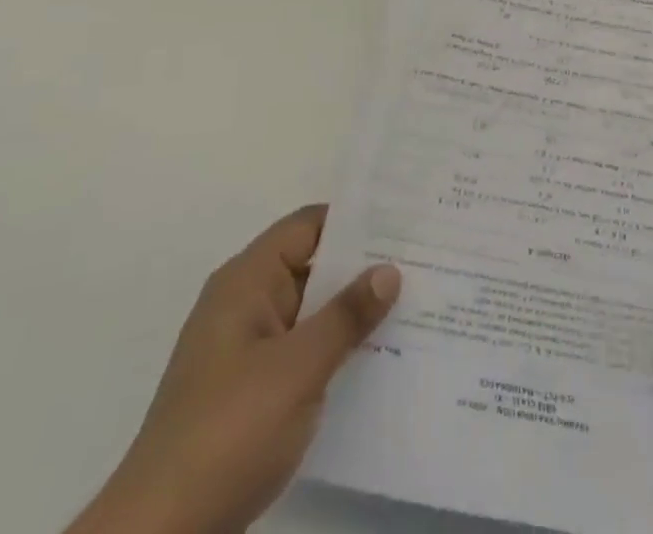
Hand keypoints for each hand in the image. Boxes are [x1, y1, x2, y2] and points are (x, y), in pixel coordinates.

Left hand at [67, 205, 400, 533]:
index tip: (405, 221)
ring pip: (311, 310)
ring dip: (352, 311)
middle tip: (424, 260)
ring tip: (415, 304)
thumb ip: (346, 316)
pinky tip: (378, 357)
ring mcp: (245, 349)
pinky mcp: (249, 390)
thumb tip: (389, 270)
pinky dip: (336, 347)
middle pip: (312, 265)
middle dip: (363, 266)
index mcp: (247, 281)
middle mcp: (244, 304)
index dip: (356, 219)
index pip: (309, 226)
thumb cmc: (228, 432)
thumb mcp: (298, 369)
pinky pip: (302, 349)